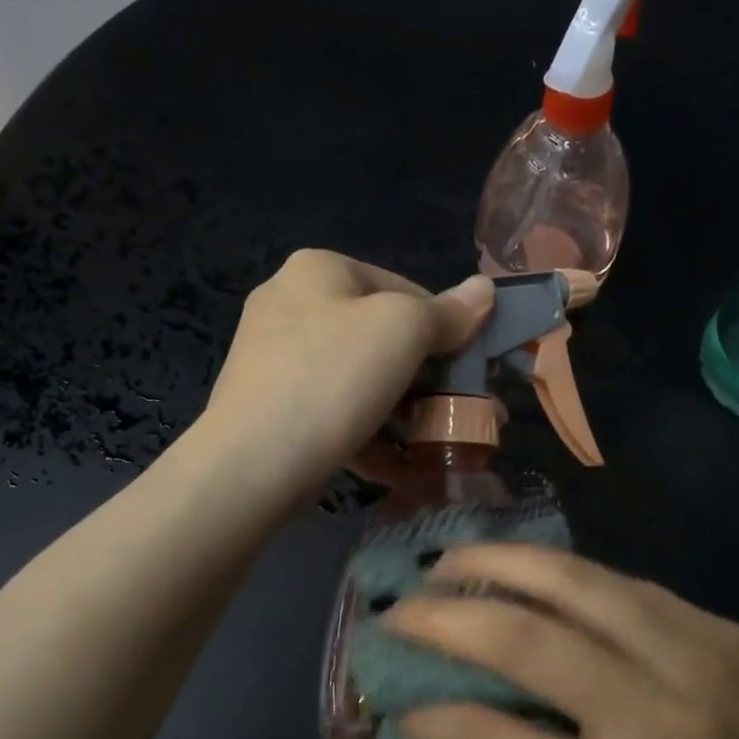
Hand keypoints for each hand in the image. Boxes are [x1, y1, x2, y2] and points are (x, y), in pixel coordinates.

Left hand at [204, 250, 493, 498]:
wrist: (253, 462)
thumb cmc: (333, 379)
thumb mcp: (402, 331)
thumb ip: (447, 311)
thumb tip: (485, 289)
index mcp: (320, 270)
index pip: (405, 289)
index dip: (446, 328)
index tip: (472, 371)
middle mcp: (291, 304)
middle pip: (381, 337)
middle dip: (427, 379)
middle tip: (462, 412)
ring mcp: (277, 360)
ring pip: (360, 381)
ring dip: (403, 414)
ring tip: (435, 445)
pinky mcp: (273, 408)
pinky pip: (334, 413)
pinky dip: (369, 437)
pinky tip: (398, 468)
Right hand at [387, 545, 738, 738]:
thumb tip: (448, 738)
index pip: (493, 737)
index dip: (429, 713)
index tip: (397, 699)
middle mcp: (659, 716)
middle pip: (523, 638)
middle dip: (442, 617)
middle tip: (396, 610)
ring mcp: (697, 656)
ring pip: (571, 582)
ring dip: (495, 564)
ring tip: (446, 564)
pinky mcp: (720, 626)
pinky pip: (619, 584)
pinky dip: (557, 572)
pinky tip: (524, 573)